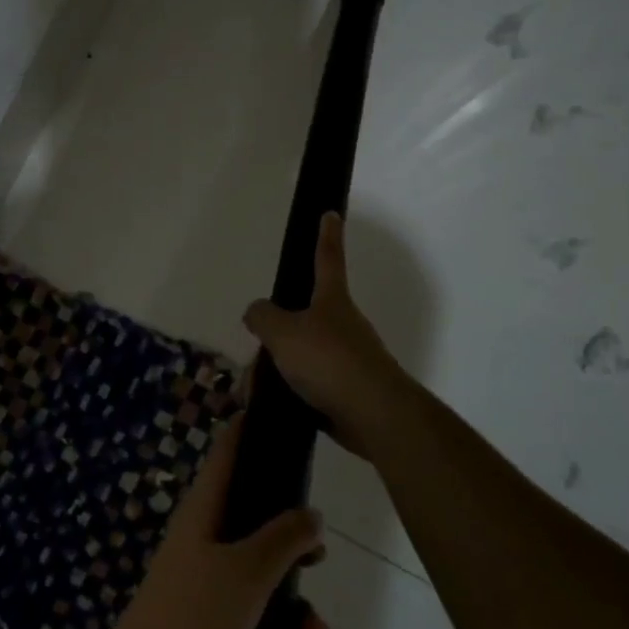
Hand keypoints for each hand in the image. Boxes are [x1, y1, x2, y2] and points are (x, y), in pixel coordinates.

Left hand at [96, 412, 327, 628]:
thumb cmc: (195, 617)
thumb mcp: (249, 571)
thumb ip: (284, 538)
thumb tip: (310, 512)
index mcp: (204, 510)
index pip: (228, 452)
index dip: (251, 428)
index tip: (282, 415)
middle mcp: (203, 537)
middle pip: (254, 515)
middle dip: (292, 539)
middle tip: (319, 556)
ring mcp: (204, 579)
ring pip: (260, 571)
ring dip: (291, 599)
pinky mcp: (208, 621)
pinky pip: (253, 611)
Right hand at [242, 212, 417, 460]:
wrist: (373, 414)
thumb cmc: (329, 361)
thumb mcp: (284, 333)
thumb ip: (263, 317)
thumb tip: (256, 312)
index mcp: (332, 301)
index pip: (327, 259)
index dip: (326, 236)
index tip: (331, 213)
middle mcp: (342, 325)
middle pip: (299, 321)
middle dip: (274, 339)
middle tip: (256, 361)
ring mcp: (347, 359)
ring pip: (299, 358)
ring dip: (275, 373)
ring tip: (254, 392)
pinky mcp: (345, 391)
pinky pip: (307, 386)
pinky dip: (287, 394)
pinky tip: (271, 408)